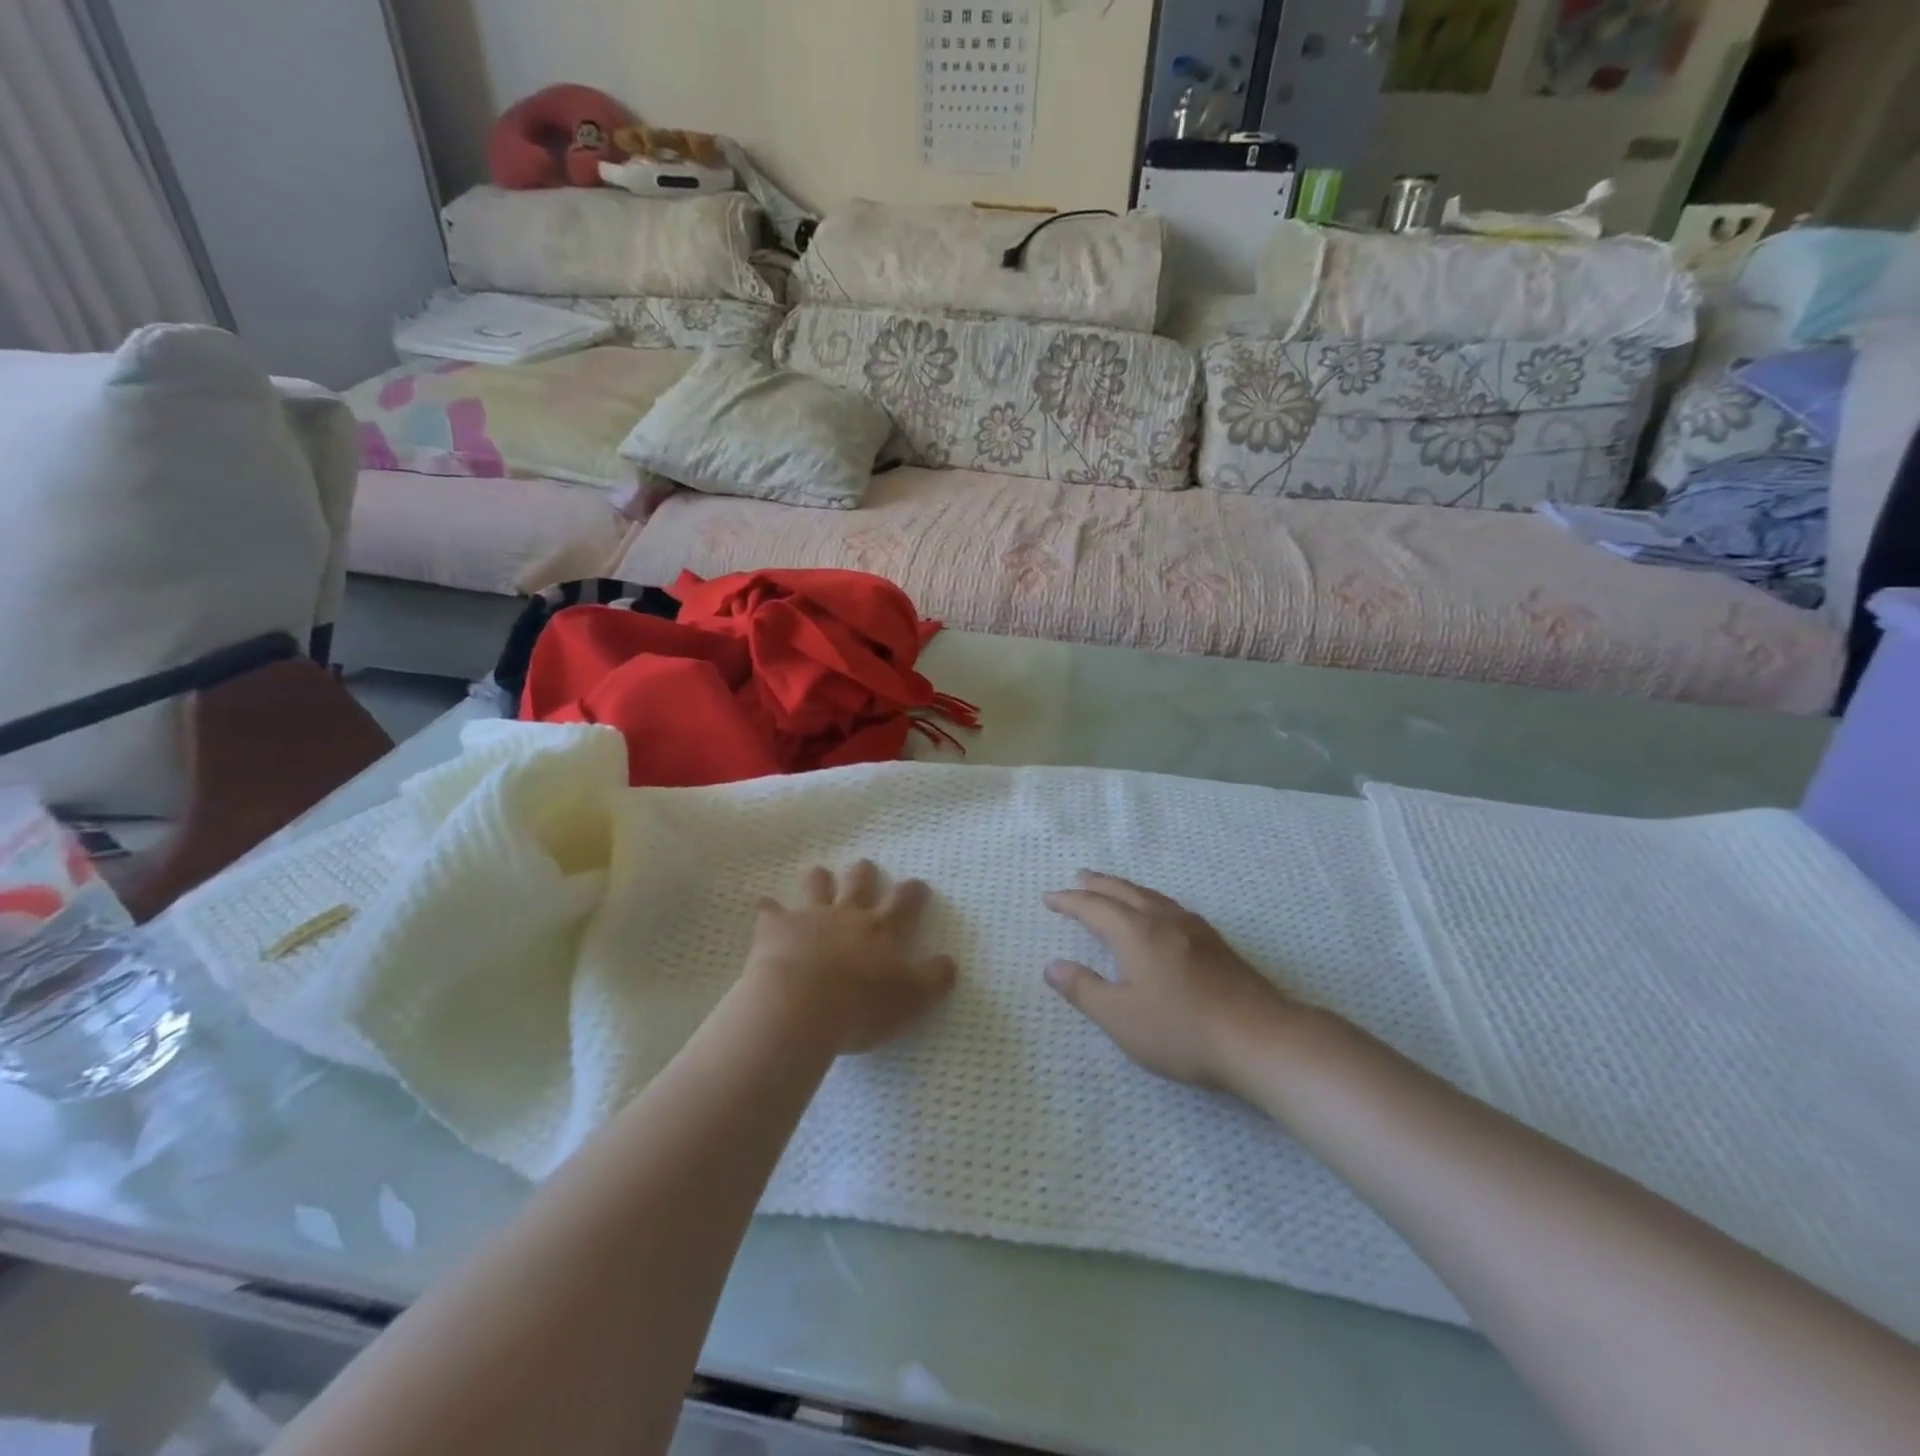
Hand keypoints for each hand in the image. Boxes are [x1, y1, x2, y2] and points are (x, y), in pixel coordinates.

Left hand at [746, 861, 956, 1053]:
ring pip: (817, 885)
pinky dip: (769, 909)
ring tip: (820, 875)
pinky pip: (769, 910)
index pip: (905, 901)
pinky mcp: (775, 928)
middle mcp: (847, 914)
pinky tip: (766, 909)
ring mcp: (809, 917)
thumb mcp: (912, 998)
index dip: (913, 892)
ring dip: (820, 879)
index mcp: (882, 929)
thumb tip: (950, 962)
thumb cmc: (862, 1004)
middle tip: (865, 868)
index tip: (918, 885)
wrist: (801, 1004)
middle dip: (864, 873)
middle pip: (858, 882)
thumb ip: (934, 978)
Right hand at [1043, 871, 1297, 1090]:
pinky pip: (1171, 907)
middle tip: (1079, 876)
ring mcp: (1194, 929)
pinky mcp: (1216, 944)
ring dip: (1126, 889)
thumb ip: (1083, 989)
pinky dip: (1151, 901)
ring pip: (1152, 896)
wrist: (1260, 1037)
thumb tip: (1052, 965)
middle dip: (1098, 884)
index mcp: (1136, 933)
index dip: (1069, 901)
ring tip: (1114, 889)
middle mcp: (1163, 920)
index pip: (1093, 907)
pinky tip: (1160, 915)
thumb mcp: (1120, 1018)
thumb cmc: (1181, 1030)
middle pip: (1124, 892)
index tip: (1049, 898)